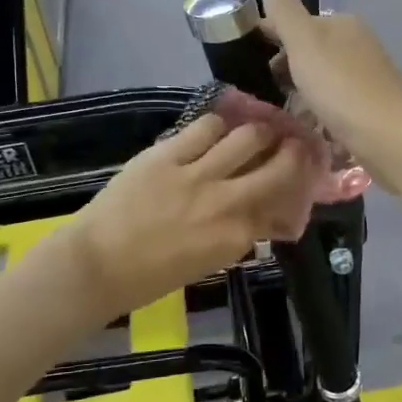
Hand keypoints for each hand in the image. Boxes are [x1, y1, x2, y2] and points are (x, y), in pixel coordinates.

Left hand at [63, 114, 315, 314]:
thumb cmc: (153, 275)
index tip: (303, 173)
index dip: (298, 184)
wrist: (97, 264)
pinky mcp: (168, 153)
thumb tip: (268, 213)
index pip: (283, 201)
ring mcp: (196, 173)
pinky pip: (205, 127)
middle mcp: (226, 200)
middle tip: (294, 143)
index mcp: (237, 235)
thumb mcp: (210, 261)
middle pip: (278, 164)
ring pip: (247, 136)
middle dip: (293, 150)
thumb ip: (243, 234)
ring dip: (259, 131)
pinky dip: (218, 126)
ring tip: (257, 131)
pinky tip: (216, 130)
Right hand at [258, 0, 401, 184]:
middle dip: (286, 68)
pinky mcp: (372, 106)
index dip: (269, 37)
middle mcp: (358, 44)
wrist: (389, 136)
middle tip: (263, 92)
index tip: (245, 61)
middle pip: (310, 51)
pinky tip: (309, 127)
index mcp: (342, 23)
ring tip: (281, 113)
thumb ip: (284, 10)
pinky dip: (320, 111)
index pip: (296, 22)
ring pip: (322, 78)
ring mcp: (367, 76)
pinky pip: (336, 103)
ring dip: (302, 92)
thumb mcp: (304, 43)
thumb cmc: (341, 87)